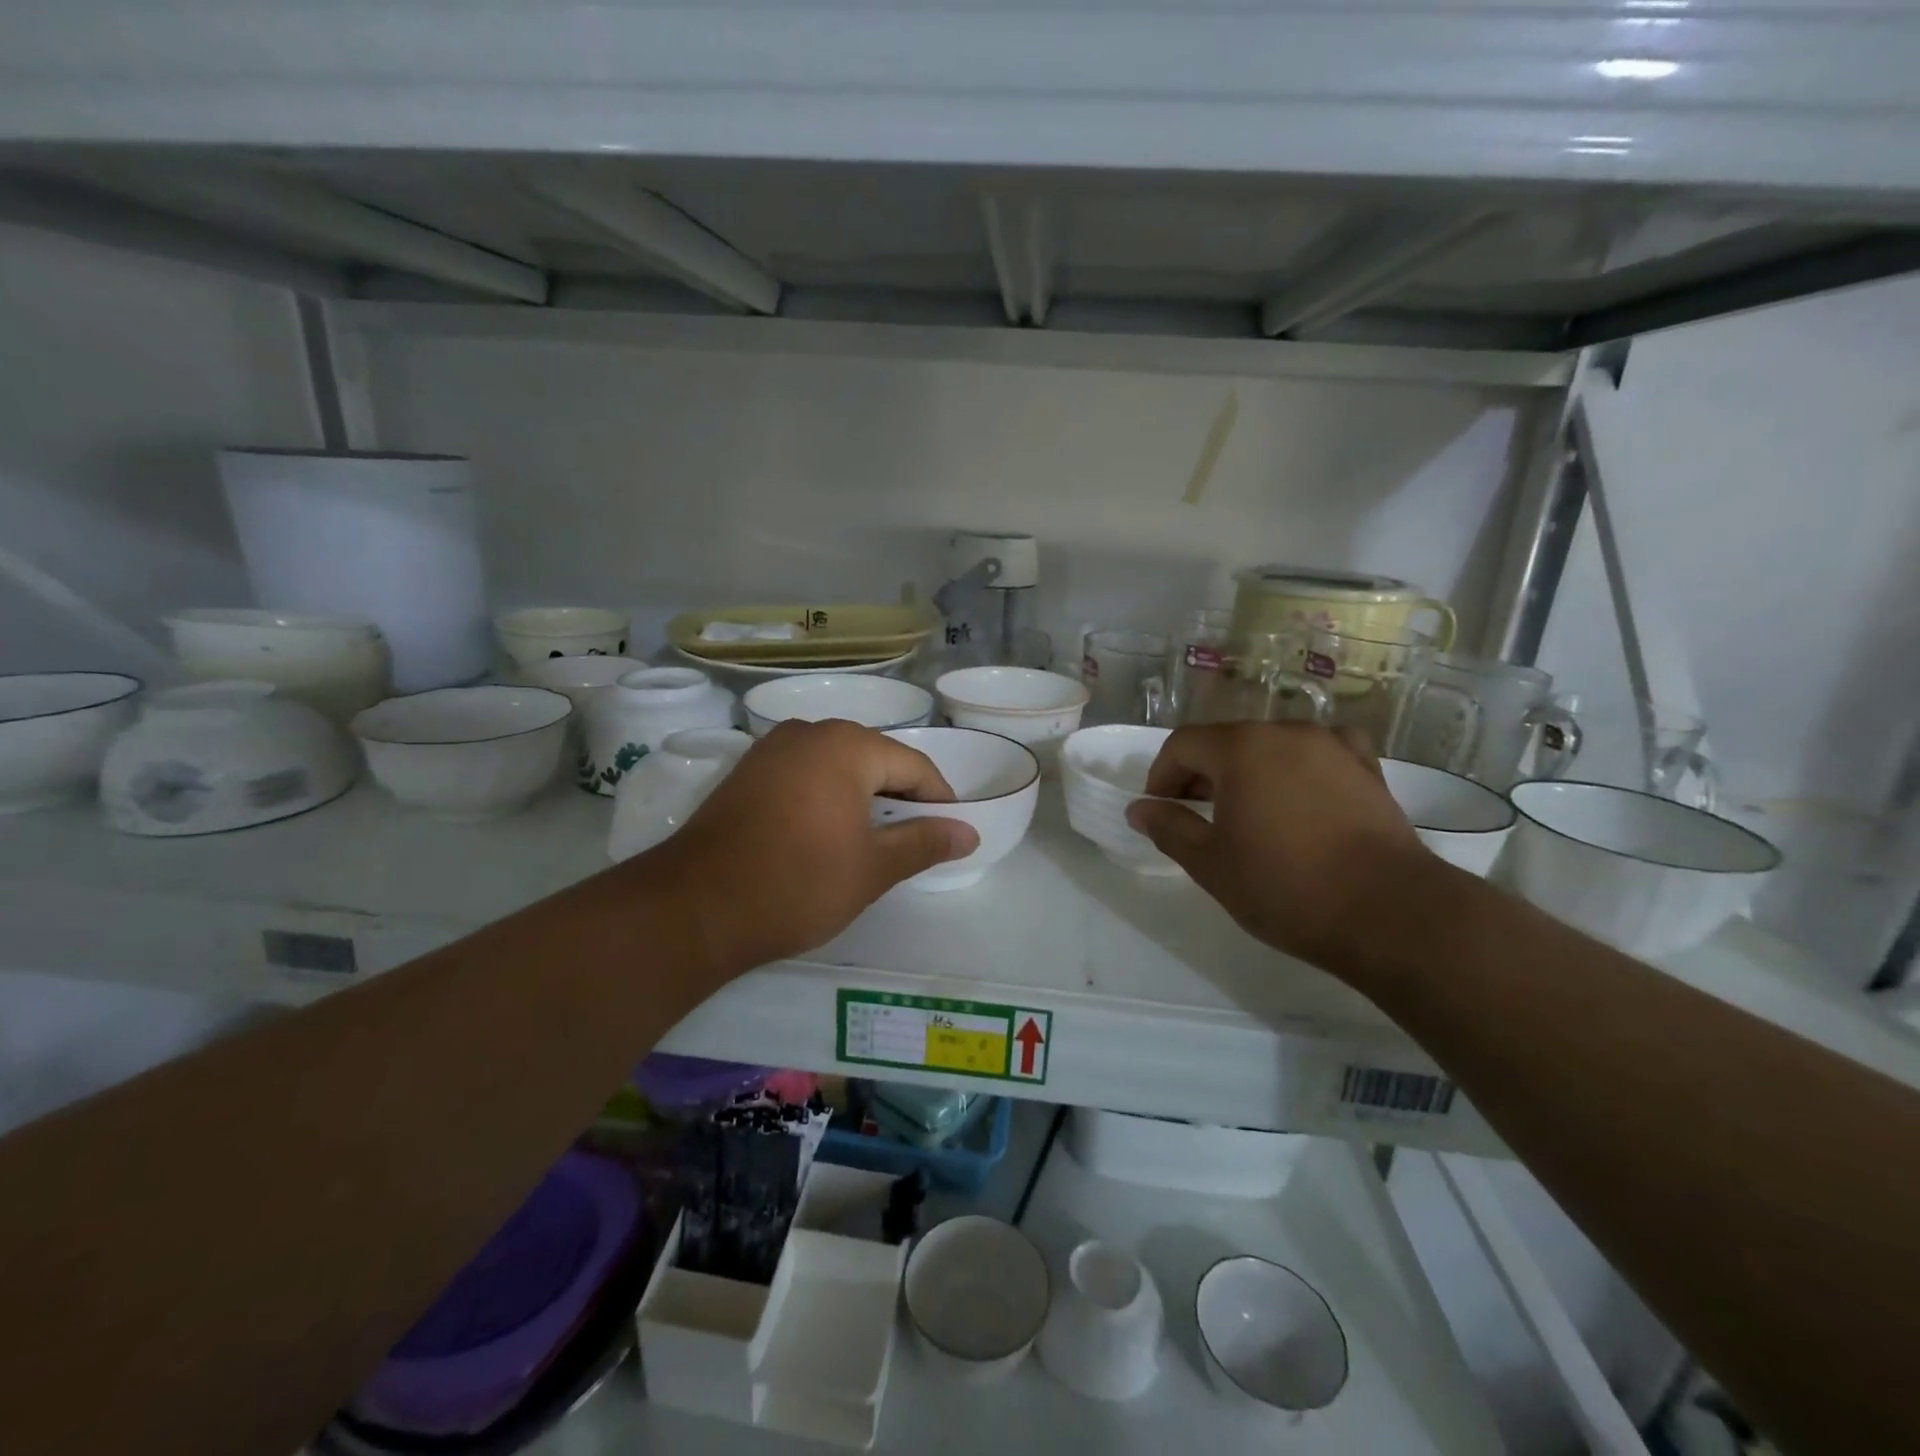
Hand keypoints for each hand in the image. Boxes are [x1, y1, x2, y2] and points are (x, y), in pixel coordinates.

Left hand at [637, 720, 979, 976]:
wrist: (695, 907)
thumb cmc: (797, 883)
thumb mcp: (873, 867)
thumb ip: (925, 842)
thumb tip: (968, 832)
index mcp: (847, 745)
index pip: (914, 764)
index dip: (938, 800)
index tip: (949, 834)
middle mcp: (809, 732)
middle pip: (875, 759)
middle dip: (899, 797)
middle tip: (912, 841)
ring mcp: (771, 749)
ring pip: (837, 766)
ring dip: (862, 797)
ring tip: (872, 840)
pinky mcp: (746, 771)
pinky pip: (804, 774)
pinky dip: (826, 797)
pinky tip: (825, 832)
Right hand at [1125, 722, 1429, 970]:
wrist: (1389, 912)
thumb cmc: (1285, 886)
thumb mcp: (1210, 863)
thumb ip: (1169, 828)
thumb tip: (1140, 809)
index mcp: (1241, 748)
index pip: (1182, 745)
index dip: (1161, 776)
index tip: (1160, 811)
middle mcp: (1285, 732)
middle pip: (1227, 741)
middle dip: (1202, 775)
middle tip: (1197, 818)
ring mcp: (1332, 747)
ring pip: (1272, 747)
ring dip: (1249, 772)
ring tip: (1249, 814)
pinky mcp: (1368, 769)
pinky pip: (1321, 754)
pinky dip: (1300, 768)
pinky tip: (1303, 794)